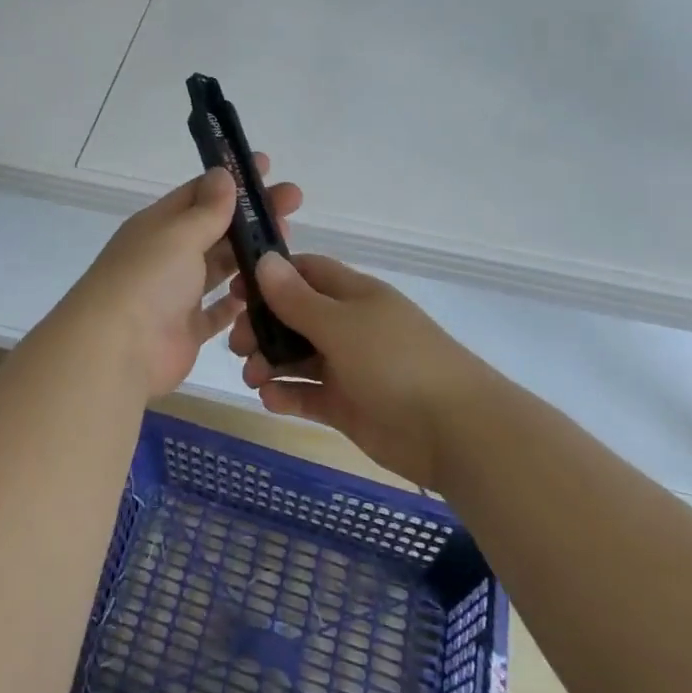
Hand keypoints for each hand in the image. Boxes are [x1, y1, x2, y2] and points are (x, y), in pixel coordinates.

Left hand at [57, 156, 301, 399]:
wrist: (116, 351)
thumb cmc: (148, 279)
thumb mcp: (179, 234)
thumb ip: (207, 209)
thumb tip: (223, 174)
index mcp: (159, 225)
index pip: (199, 192)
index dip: (232, 179)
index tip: (267, 167)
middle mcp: (167, 255)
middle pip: (216, 228)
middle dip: (251, 215)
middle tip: (293, 202)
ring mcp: (176, 294)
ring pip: (219, 267)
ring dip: (250, 255)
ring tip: (287, 244)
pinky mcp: (187, 330)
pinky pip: (218, 311)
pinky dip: (239, 301)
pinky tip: (267, 290)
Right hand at [231, 253, 486, 489]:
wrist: (455, 432)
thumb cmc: (396, 362)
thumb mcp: (341, 324)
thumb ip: (298, 298)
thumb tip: (265, 260)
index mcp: (353, 295)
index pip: (305, 272)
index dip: (270, 277)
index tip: (236, 292)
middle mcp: (349, 326)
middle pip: (294, 316)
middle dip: (262, 327)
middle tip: (238, 345)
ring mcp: (349, 367)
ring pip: (297, 356)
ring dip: (270, 362)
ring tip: (253, 377)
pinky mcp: (348, 405)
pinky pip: (308, 393)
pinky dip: (287, 394)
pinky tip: (271, 399)